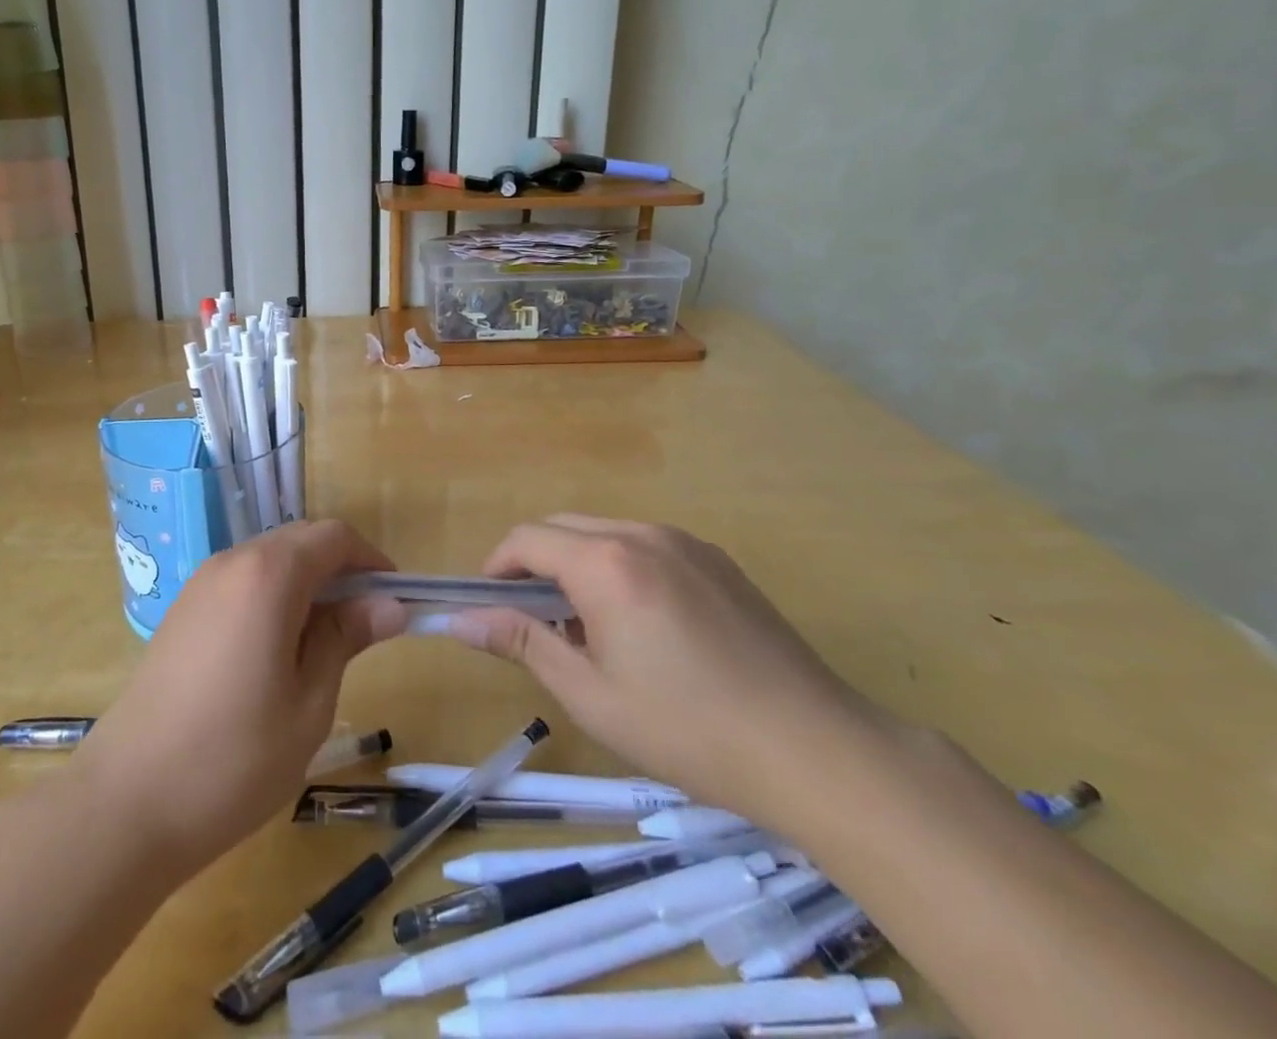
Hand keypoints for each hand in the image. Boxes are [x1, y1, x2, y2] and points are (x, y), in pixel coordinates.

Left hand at [74, 520, 407, 877]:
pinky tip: (277, 650)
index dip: (371, 560)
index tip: (394, 600)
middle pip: (300, 542)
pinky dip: (273, 597)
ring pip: (270, 560)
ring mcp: (201, 584)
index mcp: (268, 574)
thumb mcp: (309, 702)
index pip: (334, 537)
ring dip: (306, 584)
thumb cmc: (234, 758)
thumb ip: (346, 638)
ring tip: (324, 643)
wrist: (126, 802)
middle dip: (340, 570)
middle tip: (365, 626)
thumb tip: (388, 604)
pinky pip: (242, 582)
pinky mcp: (183, 610)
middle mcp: (232, 562)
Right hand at [439, 515, 892, 831]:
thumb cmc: (689, 729)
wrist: (816, 750)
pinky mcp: (717, 560)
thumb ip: (521, 643)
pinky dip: (619, 567)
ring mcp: (686, 542)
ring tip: (587, 629)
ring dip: (577, 564)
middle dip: (534, 564)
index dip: (496, 567)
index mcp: (607, 563)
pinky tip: (641, 626)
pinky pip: (645, 545)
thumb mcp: (591, 695)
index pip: (526, 539)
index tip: (488, 607)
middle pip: (563, 527)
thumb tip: (459, 619)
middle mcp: (643, 534)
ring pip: (605, 532)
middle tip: (534, 622)